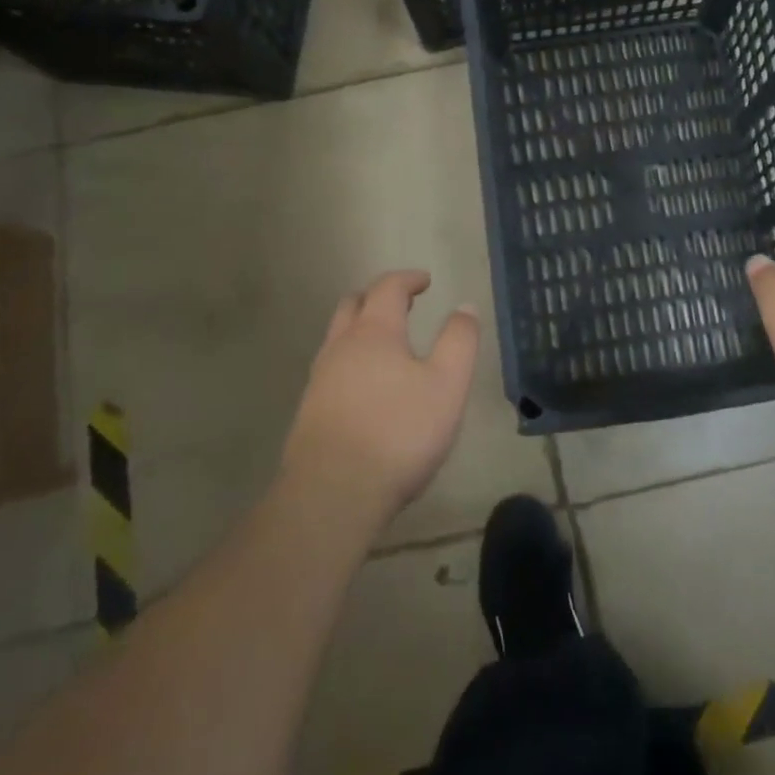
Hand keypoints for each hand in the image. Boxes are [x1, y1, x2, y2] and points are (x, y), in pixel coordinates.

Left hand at [281, 272, 478, 525]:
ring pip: (337, 338)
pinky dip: (351, 361)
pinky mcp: (309, 413)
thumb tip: (464, 307)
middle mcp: (340, 347)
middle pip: (353, 305)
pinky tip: (365, 388)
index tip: (425, 281)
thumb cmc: (398, 433)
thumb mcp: (447, 385)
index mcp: (374, 332)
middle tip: (402, 304)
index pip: (387, 288)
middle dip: (377, 297)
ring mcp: (319, 380)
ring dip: (361, 329)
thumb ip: (459, 341)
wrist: (331, 495)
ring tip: (386, 345)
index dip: (408, 279)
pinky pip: (331, 370)